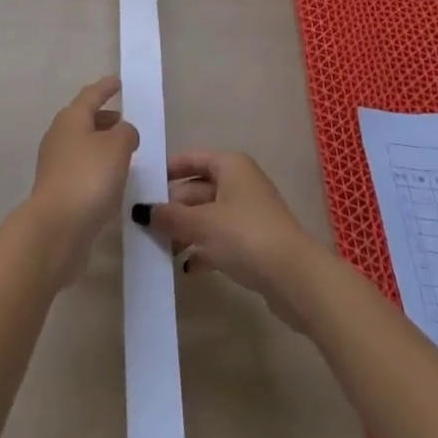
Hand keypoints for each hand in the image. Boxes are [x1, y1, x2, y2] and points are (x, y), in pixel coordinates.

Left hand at [26, 76, 138, 283]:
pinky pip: (82, 170)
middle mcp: (59, 136)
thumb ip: (126, 133)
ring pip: (83, 146)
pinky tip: (112, 182)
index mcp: (71, 118)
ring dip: (102, 146)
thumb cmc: (88, 178)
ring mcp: (55, 165)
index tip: (117, 81)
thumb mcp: (117, 147)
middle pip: (84, 120)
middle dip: (104, 119)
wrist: (57, 229)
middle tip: (124, 121)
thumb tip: (123, 132)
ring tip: (124, 153)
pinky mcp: (58, 191)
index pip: (90, 95)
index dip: (105, 88)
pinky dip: (97, 169)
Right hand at [145, 151, 323, 330]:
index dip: (167, 170)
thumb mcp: (202, 224)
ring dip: (186, 231)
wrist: (296, 279)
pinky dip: (204, 250)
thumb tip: (141, 211)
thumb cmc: (246, 236)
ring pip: (208, 217)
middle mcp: (240, 183)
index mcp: (230, 166)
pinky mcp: (255, 243)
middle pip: (198, 189)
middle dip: (173, 208)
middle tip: (145, 225)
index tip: (144, 186)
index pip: (191, 159)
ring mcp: (249, 214)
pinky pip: (221, 239)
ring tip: (161, 249)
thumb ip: (170, 217)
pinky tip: (187, 267)